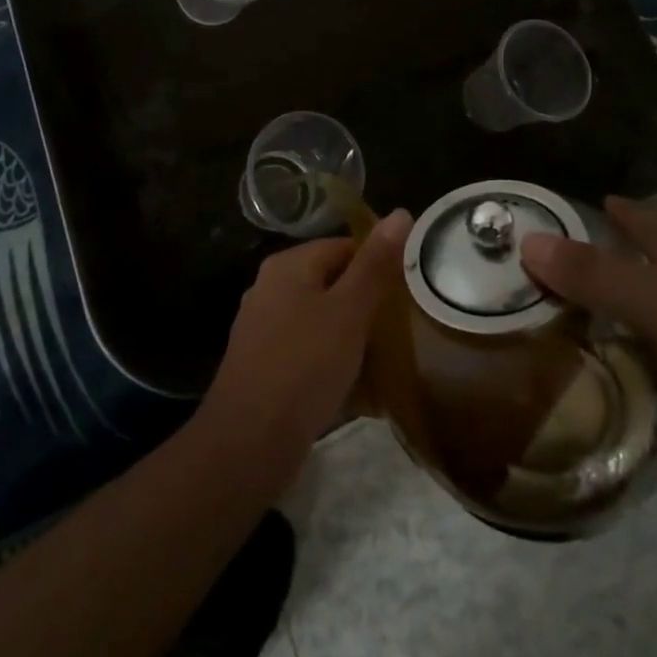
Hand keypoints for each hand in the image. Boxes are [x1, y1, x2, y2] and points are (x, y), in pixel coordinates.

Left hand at [196, 211, 411, 490]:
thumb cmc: (303, 367)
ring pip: (322, 319)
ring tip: (388, 356)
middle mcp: (271, 288)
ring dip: (352, 335)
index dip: (378, 264)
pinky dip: (333, 361)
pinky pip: (309, 351)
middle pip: (332, 282)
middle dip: (367, 303)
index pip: (344, 246)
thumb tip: (401, 212)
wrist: (248, 444)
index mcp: (288, 265)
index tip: (409, 291)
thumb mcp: (348, 312)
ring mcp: (265, 328)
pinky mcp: (266, 365)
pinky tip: (358, 387)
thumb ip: (375, 265)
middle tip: (403, 325)